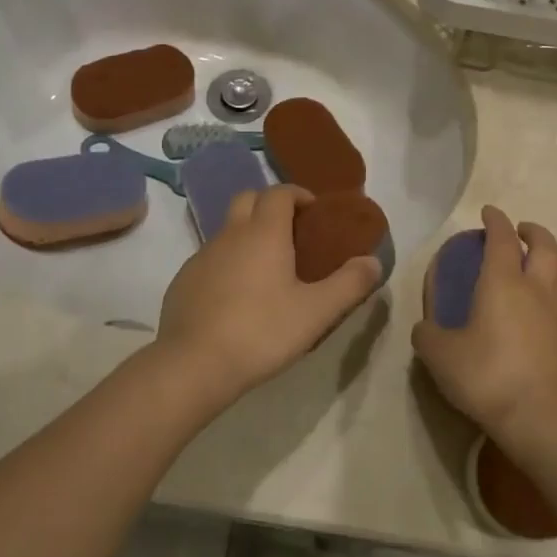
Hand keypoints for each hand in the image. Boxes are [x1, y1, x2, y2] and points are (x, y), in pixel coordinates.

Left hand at [157, 185, 382, 403]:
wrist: (193, 364)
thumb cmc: (261, 332)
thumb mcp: (316, 312)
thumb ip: (349, 284)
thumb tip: (373, 261)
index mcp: (264, 233)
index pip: (279, 192)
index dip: (298, 194)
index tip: (314, 212)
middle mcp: (230, 234)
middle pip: (248, 198)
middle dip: (270, 205)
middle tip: (291, 232)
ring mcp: (202, 256)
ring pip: (228, 229)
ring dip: (248, 234)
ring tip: (268, 269)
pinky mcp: (184, 280)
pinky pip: (210, 258)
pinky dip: (228, 262)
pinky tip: (237, 297)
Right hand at [412, 206, 556, 444]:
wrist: (541, 420)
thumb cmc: (486, 377)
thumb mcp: (439, 356)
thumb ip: (427, 335)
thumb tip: (425, 328)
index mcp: (503, 283)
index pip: (501, 238)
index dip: (495, 220)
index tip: (489, 211)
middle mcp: (538, 290)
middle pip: (545, 246)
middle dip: (533, 232)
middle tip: (521, 231)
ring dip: (552, 266)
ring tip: (541, 272)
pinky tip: (550, 320)